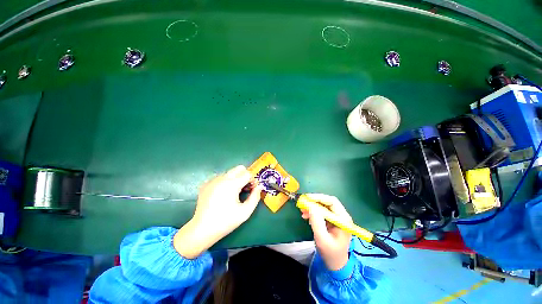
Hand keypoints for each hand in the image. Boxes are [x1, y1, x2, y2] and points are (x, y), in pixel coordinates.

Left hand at [174, 165, 262, 258]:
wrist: (202, 229)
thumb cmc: (226, 221)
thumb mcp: (245, 212)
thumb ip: (255, 197)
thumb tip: (259, 187)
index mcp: (232, 184)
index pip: (247, 173)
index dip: (252, 180)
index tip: (252, 189)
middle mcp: (222, 178)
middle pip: (239, 168)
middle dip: (244, 176)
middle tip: (244, 188)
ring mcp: (212, 180)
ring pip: (230, 172)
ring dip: (235, 179)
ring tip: (233, 193)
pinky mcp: (206, 184)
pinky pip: (220, 177)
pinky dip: (225, 182)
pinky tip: (222, 194)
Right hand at [300, 194, 351, 270]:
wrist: (336, 264)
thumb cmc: (330, 253)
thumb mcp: (322, 239)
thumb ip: (317, 222)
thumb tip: (311, 206)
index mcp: (343, 219)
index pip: (332, 202)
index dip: (319, 197)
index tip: (307, 198)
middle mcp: (342, 216)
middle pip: (327, 202)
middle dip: (314, 201)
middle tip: (303, 203)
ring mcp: (337, 218)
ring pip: (324, 206)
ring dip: (312, 207)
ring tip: (303, 211)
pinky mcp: (332, 220)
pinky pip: (322, 211)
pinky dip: (313, 212)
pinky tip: (307, 216)